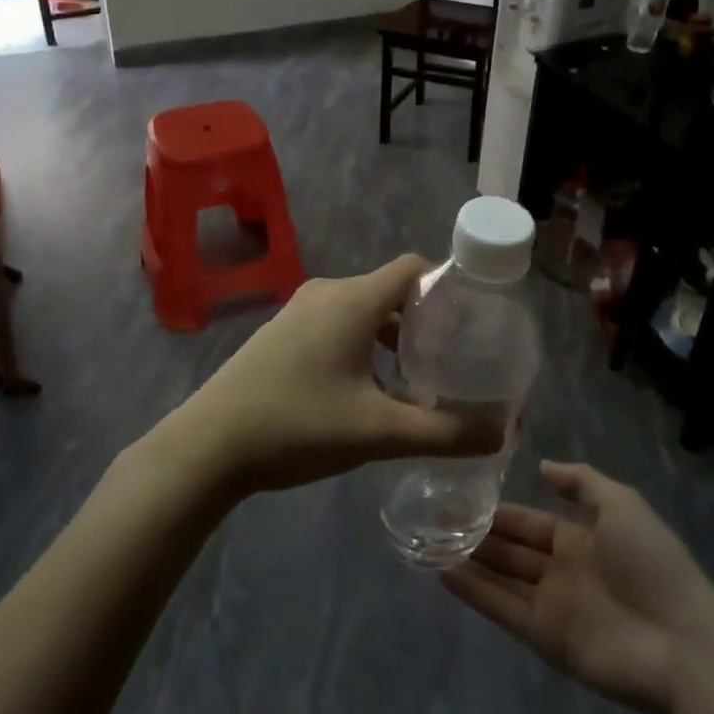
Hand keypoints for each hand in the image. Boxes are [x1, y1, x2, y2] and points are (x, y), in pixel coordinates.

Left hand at [168, 256, 502, 496]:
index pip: (415, 267)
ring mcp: (298, 312)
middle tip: (453, 360)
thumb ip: (447, 432)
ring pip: (362, 311)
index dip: (448, 287)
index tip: (473, 323)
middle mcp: (327, 293)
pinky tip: (367, 392)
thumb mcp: (379, 432)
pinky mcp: (281, 334)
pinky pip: (336, 325)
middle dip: (424, 321)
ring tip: (416, 381)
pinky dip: (362, 346)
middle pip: (390, 290)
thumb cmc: (298, 425)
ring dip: (392, 338)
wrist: (208, 446)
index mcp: (353, 299)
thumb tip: (506, 431)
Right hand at [440, 460, 713, 713]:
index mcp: (581, 538)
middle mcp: (562, 570)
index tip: (463, 497)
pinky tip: (442, 573)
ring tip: (427, 542)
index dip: (500, 512)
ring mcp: (552, 605)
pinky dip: (474, 593)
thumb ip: (581, 482)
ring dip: (468, 561)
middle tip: (433, 518)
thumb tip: (542, 467)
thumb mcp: (622, 504)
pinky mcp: (545, 638)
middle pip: (511, 550)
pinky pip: (502, 609)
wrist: (682, 641)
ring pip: (501, 577)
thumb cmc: (652, 563)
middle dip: (477, 535)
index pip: (530, 522)